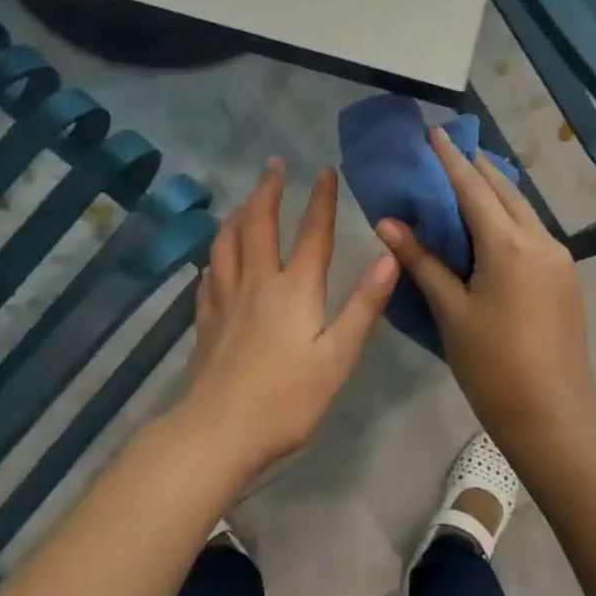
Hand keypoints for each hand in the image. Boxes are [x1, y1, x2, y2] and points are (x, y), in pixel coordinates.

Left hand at [176, 158, 397, 476]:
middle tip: (273, 165)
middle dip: (267, 190)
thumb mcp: (338, 356)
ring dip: (238, 214)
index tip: (324, 170)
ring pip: (227, 243)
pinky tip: (215, 258)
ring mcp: (225, 300)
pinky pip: (209, 274)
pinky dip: (216, 255)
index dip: (320, 199)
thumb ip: (364, 305)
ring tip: (244, 200)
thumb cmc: (287, 399)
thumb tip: (390, 257)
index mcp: (294, 289)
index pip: (312, 233)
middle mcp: (256, 283)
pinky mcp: (206, 321)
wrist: (218, 431)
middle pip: (258, 225)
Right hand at [375, 128, 595, 443]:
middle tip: (446, 153)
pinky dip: (509, 217)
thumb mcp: (451, 312)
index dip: (450, 160)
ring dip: (495, 192)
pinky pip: (532, 231)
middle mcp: (540, 239)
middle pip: (504, 190)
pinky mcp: (565, 274)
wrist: (554, 413)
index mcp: (509, 245)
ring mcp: (559, 256)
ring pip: (523, 209)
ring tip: (466, 181)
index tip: (434, 132)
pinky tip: (491, 224)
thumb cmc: (493, 366)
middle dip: (475, 168)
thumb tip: (388, 222)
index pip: (473, 188)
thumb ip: (422, 261)